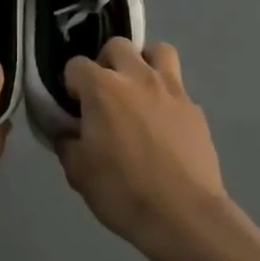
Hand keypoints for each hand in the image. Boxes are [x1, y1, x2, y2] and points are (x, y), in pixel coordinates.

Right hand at [55, 40, 227, 256]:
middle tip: (104, 93)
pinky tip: (163, 122)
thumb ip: (66, 142)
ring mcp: (170, 88)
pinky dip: (166, 94)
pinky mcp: (194, 106)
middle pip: (117, 46)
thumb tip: (66, 129)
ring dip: (144, 63)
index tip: (73, 106)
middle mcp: (136, 76)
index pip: (76, 65)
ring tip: (138, 90)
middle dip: (106, 63)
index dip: (71, 84)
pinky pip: (177, 86)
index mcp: (102, 88)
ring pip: (157, 50)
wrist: (184, 215)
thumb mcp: (78, 173)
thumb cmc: (123, 192)